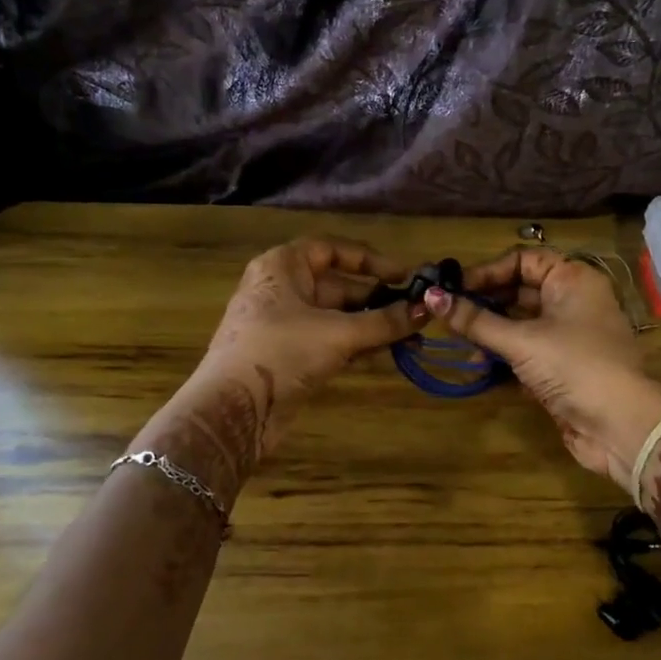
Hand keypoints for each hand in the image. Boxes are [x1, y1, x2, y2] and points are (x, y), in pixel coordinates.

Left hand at [134, 238, 423, 506]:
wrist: (234, 410)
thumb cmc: (281, 353)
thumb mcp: (338, 333)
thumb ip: (384, 321)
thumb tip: (426, 310)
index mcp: (283, 267)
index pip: (331, 249)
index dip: (369, 260)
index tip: (404, 275)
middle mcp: (283, 290)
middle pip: (339, 285)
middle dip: (378, 300)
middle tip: (417, 313)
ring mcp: (286, 325)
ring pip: (338, 317)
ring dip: (373, 326)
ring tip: (413, 337)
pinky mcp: (291, 356)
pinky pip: (331, 341)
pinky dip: (357, 344)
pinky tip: (388, 352)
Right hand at [425, 248, 660, 492]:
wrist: (620, 425)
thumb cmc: (573, 366)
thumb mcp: (520, 340)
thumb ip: (475, 320)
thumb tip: (429, 296)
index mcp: (572, 280)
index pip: (523, 261)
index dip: (487, 272)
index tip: (453, 289)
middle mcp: (573, 302)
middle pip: (520, 292)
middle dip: (484, 305)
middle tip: (447, 317)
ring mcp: (569, 337)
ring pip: (521, 325)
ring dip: (490, 334)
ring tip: (460, 346)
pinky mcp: (563, 368)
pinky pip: (527, 353)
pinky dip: (504, 357)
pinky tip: (480, 368)